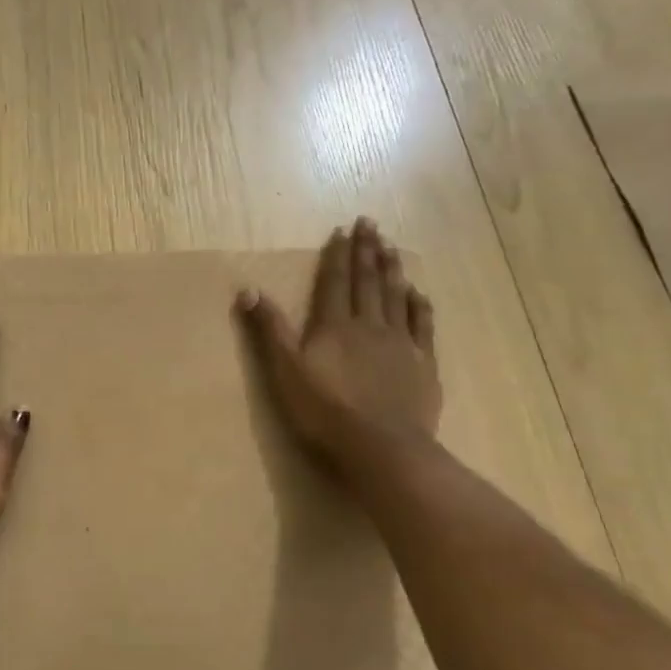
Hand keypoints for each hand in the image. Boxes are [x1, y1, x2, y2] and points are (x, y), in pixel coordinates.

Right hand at [235, 218, 441, 484]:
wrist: (381, 446)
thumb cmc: (324, 412)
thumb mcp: (284, 371)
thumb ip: (269, 330)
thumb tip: (247, 289)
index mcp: (334, 326)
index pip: (334, 282)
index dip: (337, 255)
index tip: (343, 229)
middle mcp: (369, 325)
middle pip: (367, 281)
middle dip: (366, 251)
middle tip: (371, 223)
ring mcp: (400, 343)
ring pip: (395, 296)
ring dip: (392, 269)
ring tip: (391, 246)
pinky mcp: (422, 364)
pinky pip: (422, 325)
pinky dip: (419, 305)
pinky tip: (418, 292)